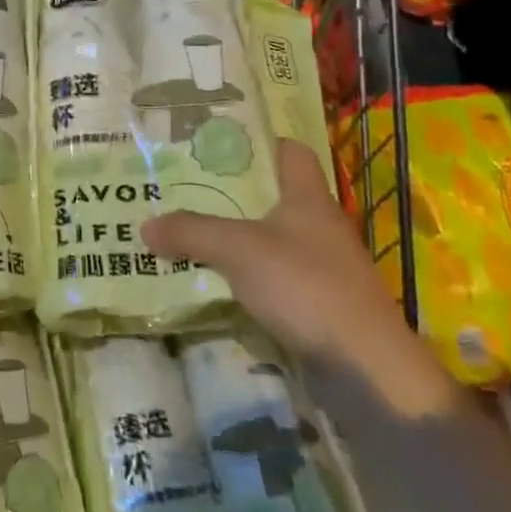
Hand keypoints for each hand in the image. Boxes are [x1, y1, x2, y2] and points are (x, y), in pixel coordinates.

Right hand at [141, 139, 458, 415]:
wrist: (365, 368)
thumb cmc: (306, 286)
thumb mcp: (239, 249)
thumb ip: (191, 231)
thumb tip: (145, 225)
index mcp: (309, 197)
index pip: (290, 152)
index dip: (258, 143)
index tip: (216, 144)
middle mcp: (320, 226)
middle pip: (274, 197)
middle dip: (231, 193)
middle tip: (184, 188)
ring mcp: (322, 267)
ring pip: (271, 240)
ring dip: (236, 238)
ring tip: (189, 233)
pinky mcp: (319, 305)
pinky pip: (274, 278)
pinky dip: (247, 277)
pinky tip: (214, 282)